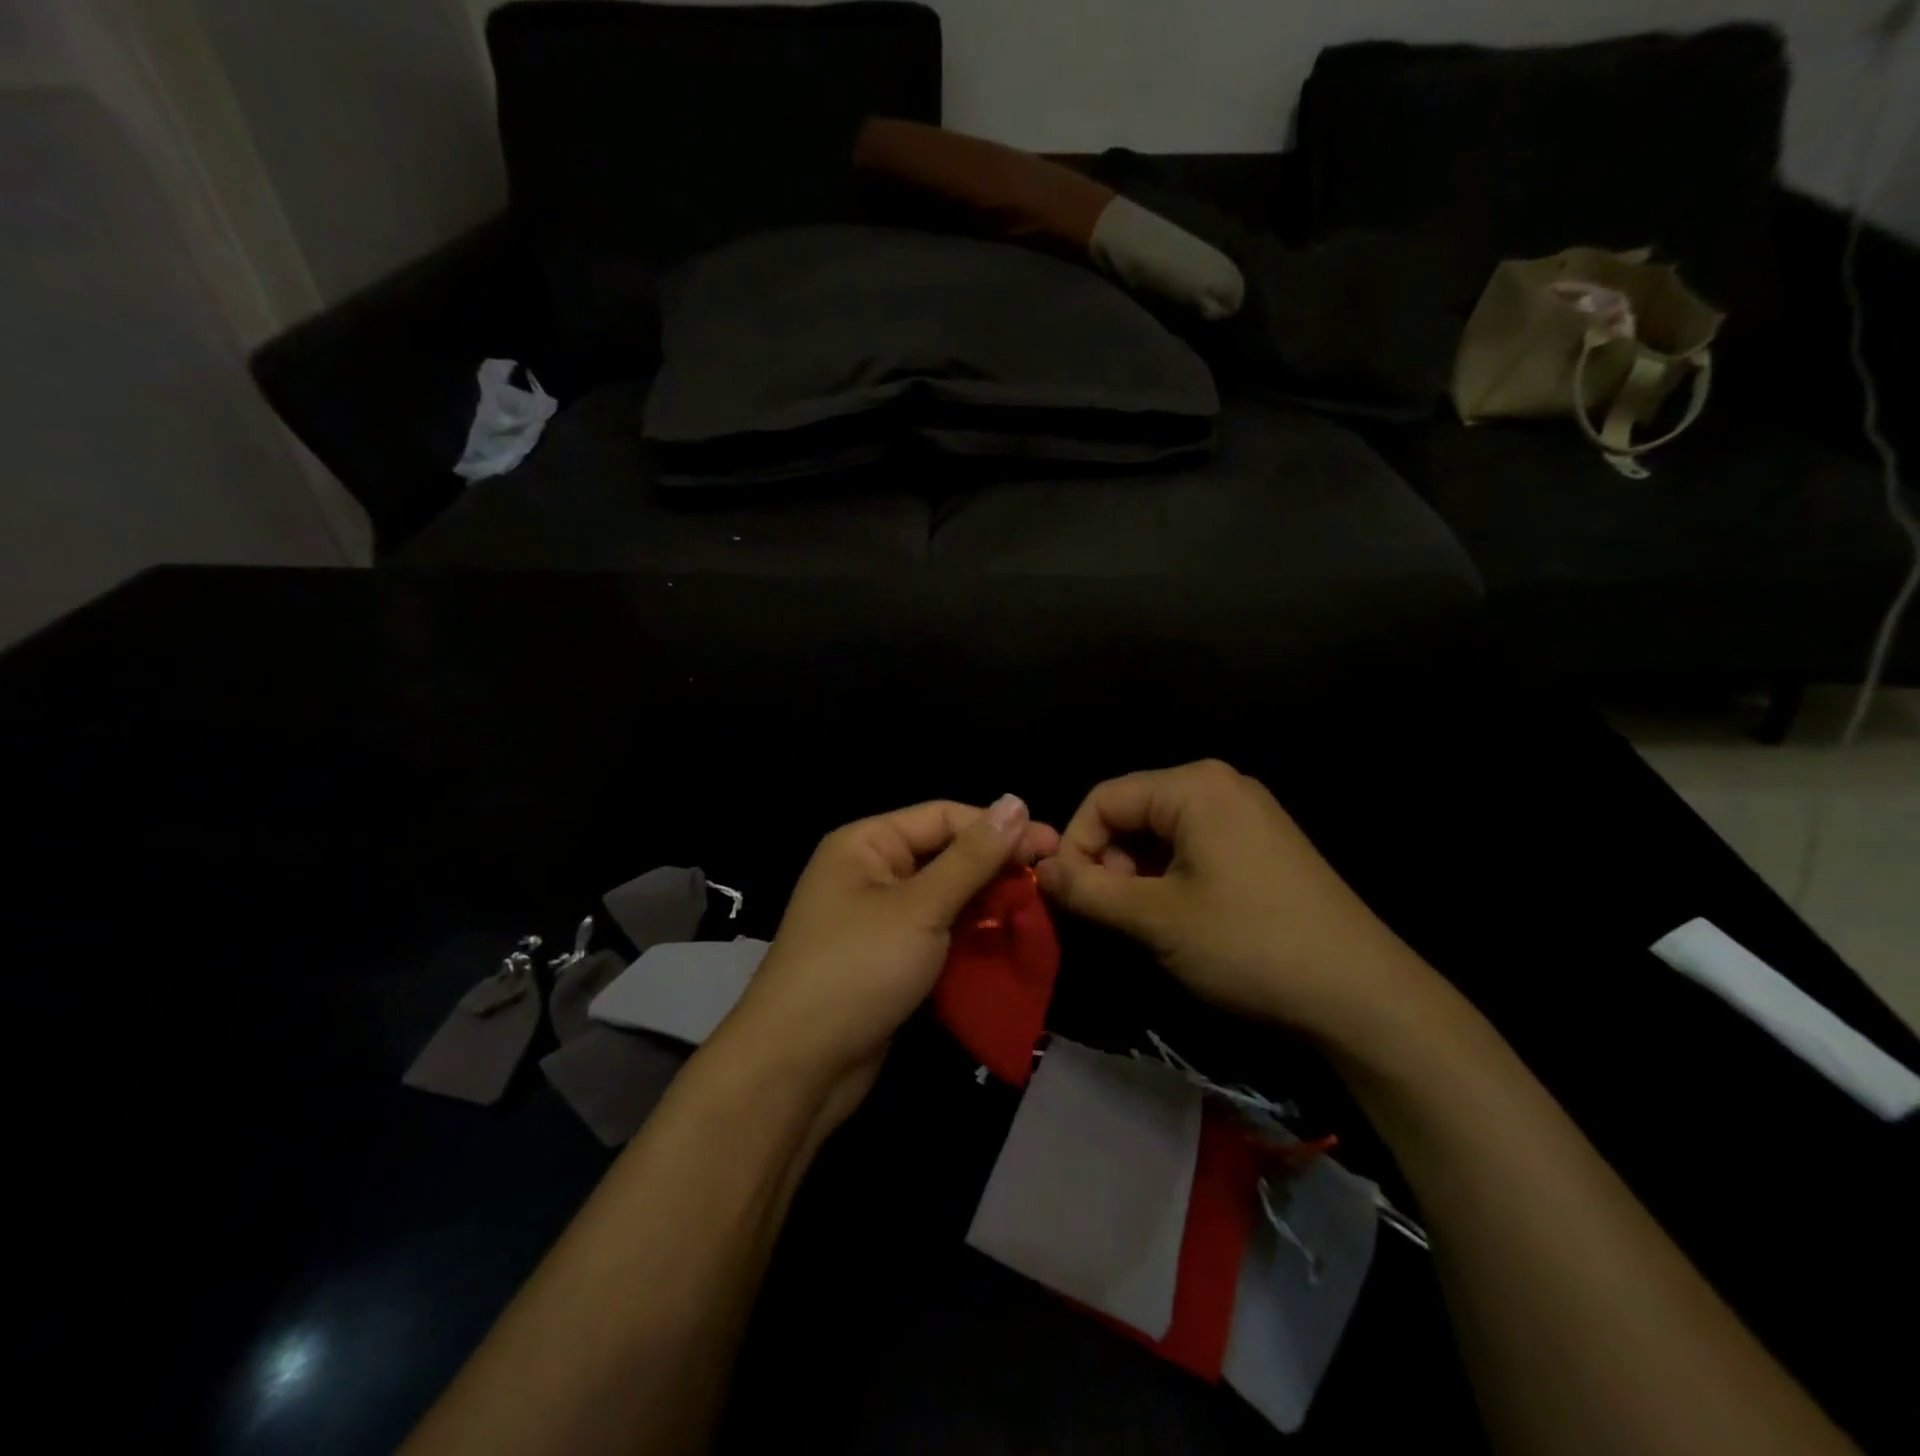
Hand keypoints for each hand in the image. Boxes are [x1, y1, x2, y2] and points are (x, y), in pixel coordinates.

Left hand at [719, 796, 1059, 1101]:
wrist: (798, 1067)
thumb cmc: (857, 969)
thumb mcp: (920, 907)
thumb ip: (972, 857)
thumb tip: (1016, 802)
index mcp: (867, 843)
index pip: (944, 817)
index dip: (999, 827)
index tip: (1054, 845)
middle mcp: (871, 872)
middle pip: (946, 856)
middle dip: (996, 869)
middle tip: (1052, 881)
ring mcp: (878, 918)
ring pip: (946, 898)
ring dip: (988, 905)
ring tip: (1039, 913)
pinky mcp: (888, 959)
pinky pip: (937, 934)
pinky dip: (970, 937)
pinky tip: (1008, 943)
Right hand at [1036, 761, 1435, 1042]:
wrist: (1361, 994)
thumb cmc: (1248, 944)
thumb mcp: (1154, 918)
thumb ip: (1087, 889)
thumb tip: (1038, 870)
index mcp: (1193, 786)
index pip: (1103, 798)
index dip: (1075, 846)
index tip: (1069, 898)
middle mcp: (1219, 785)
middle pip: (1132, 811)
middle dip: (1110, 861)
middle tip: (1114, 915)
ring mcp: (1246, 813)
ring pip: (1160, 832)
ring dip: (1138, 874)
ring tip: (1147, 922)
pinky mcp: (1261, 843)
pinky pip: (1194, 846)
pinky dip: (1170, 877)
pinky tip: (1181, 918)